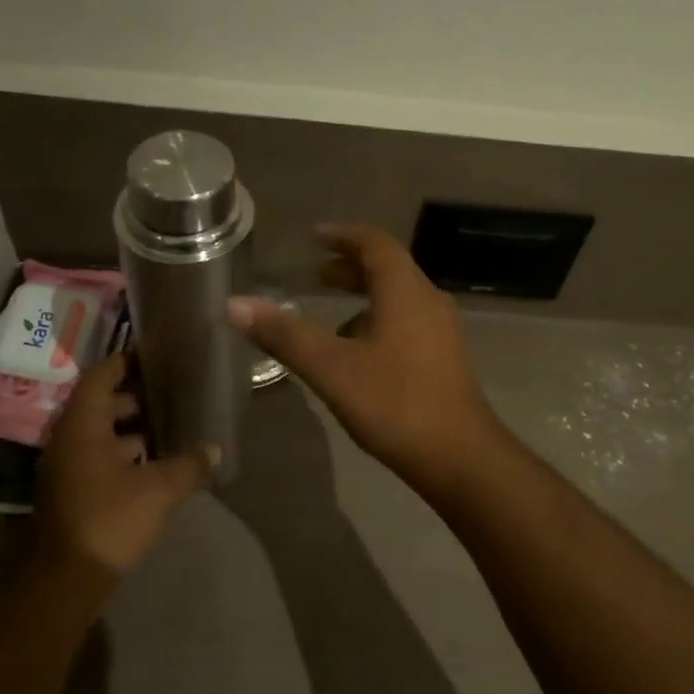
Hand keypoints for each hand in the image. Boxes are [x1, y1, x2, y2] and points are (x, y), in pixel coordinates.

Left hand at [35, 353, 217, 575]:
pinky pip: (98, 456)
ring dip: (131, 428)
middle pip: (100, 403)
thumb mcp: (158, 489)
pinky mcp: (71, 490)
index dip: (125, 361)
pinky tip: (154, 463)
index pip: (100, 376)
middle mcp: (68, 439)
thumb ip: (189, 464)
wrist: (67, 579)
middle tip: (171, 391)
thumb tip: (214, 449)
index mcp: (82, 426)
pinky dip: (123, 452)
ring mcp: (66, 466)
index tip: (155, 354)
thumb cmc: (109, 519)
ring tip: (170, 425)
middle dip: (135, 396)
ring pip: (100, 433)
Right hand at [227, 224, 504, 495]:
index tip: (314, 236)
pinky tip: (356, 352)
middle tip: (314, 273)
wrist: (460, 458)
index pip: (374, 243)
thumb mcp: (332, 369)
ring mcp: (441, 331)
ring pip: (398, 298)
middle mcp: (428, 301)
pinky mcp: (444, 358)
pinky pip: (406, 321)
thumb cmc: (395, 404)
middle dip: (349, 267)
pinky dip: (377, 320)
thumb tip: (234, 304)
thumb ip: (284, 334)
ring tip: (328, 312)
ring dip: (363, 296)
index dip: (343, 235)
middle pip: (388, 269)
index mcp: (406, 292)